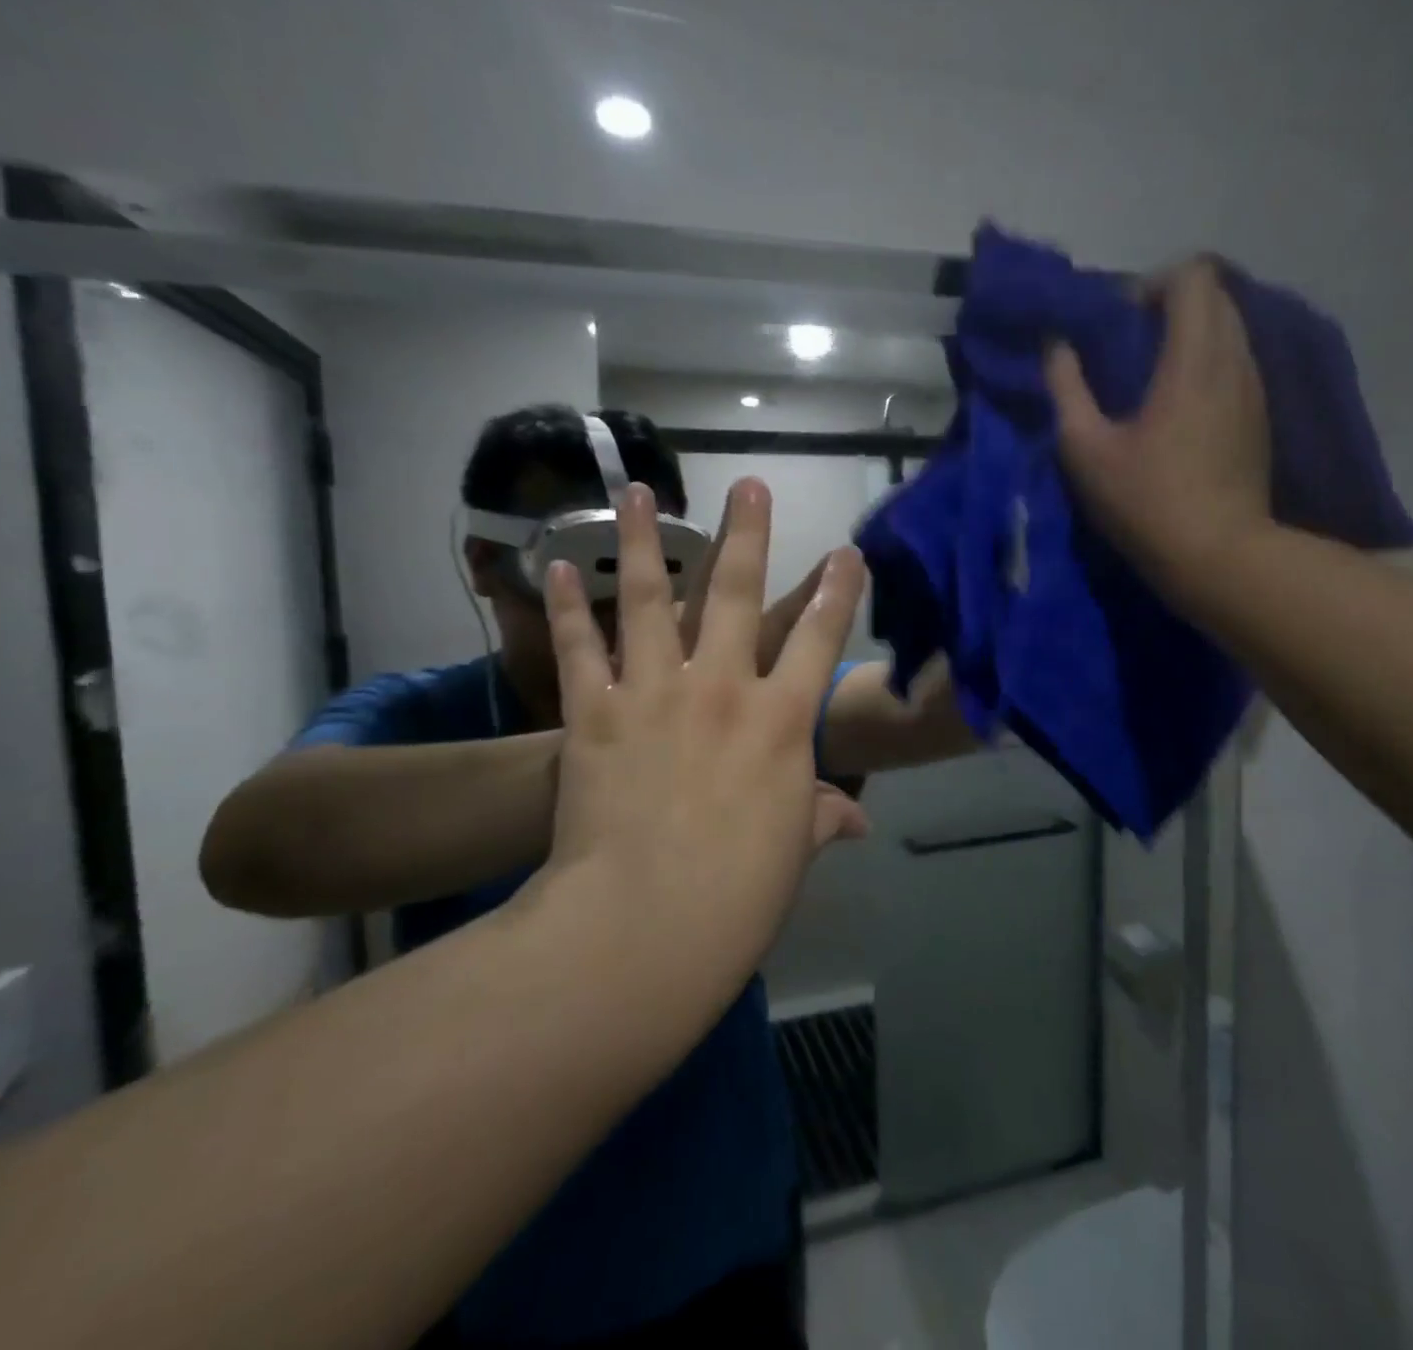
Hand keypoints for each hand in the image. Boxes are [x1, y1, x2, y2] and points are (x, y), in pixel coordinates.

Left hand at [540, 480, 868, 979]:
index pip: (820, 641)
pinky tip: (557, 566)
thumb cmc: (736, 897)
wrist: (643, 927)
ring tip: (639, 492)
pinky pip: (580, 648)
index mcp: (780, 723)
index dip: (837, 594)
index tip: (847, 554)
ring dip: (645, 542)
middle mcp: (722, 689)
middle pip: (736, 594)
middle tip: (749, 485)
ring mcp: (654, 693)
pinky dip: (567, 606)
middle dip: (748, 534)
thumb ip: (819, 817)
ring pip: (650, 599)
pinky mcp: (594, 713)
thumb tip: (855, 819)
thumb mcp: (791, 853)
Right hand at [1046, 257, 1272, 578]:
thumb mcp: (1085, 449)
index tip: (1119, 323)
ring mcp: (1254, 389)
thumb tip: (1057, 347)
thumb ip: (1066, 389)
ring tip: (1151, 377)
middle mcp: (1235, 360)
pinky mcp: (1260, 416)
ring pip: (1230, 328)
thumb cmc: (1145, 501)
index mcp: (1193, 359)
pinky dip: (1206, 362)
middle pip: (1216, 294)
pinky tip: (1177, 408)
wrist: (1218, 555)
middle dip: (1170, 304)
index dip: (1151, 284)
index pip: (1192, 276)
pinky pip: (1236, 361)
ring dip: (1190, 334)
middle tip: (1130, 346)